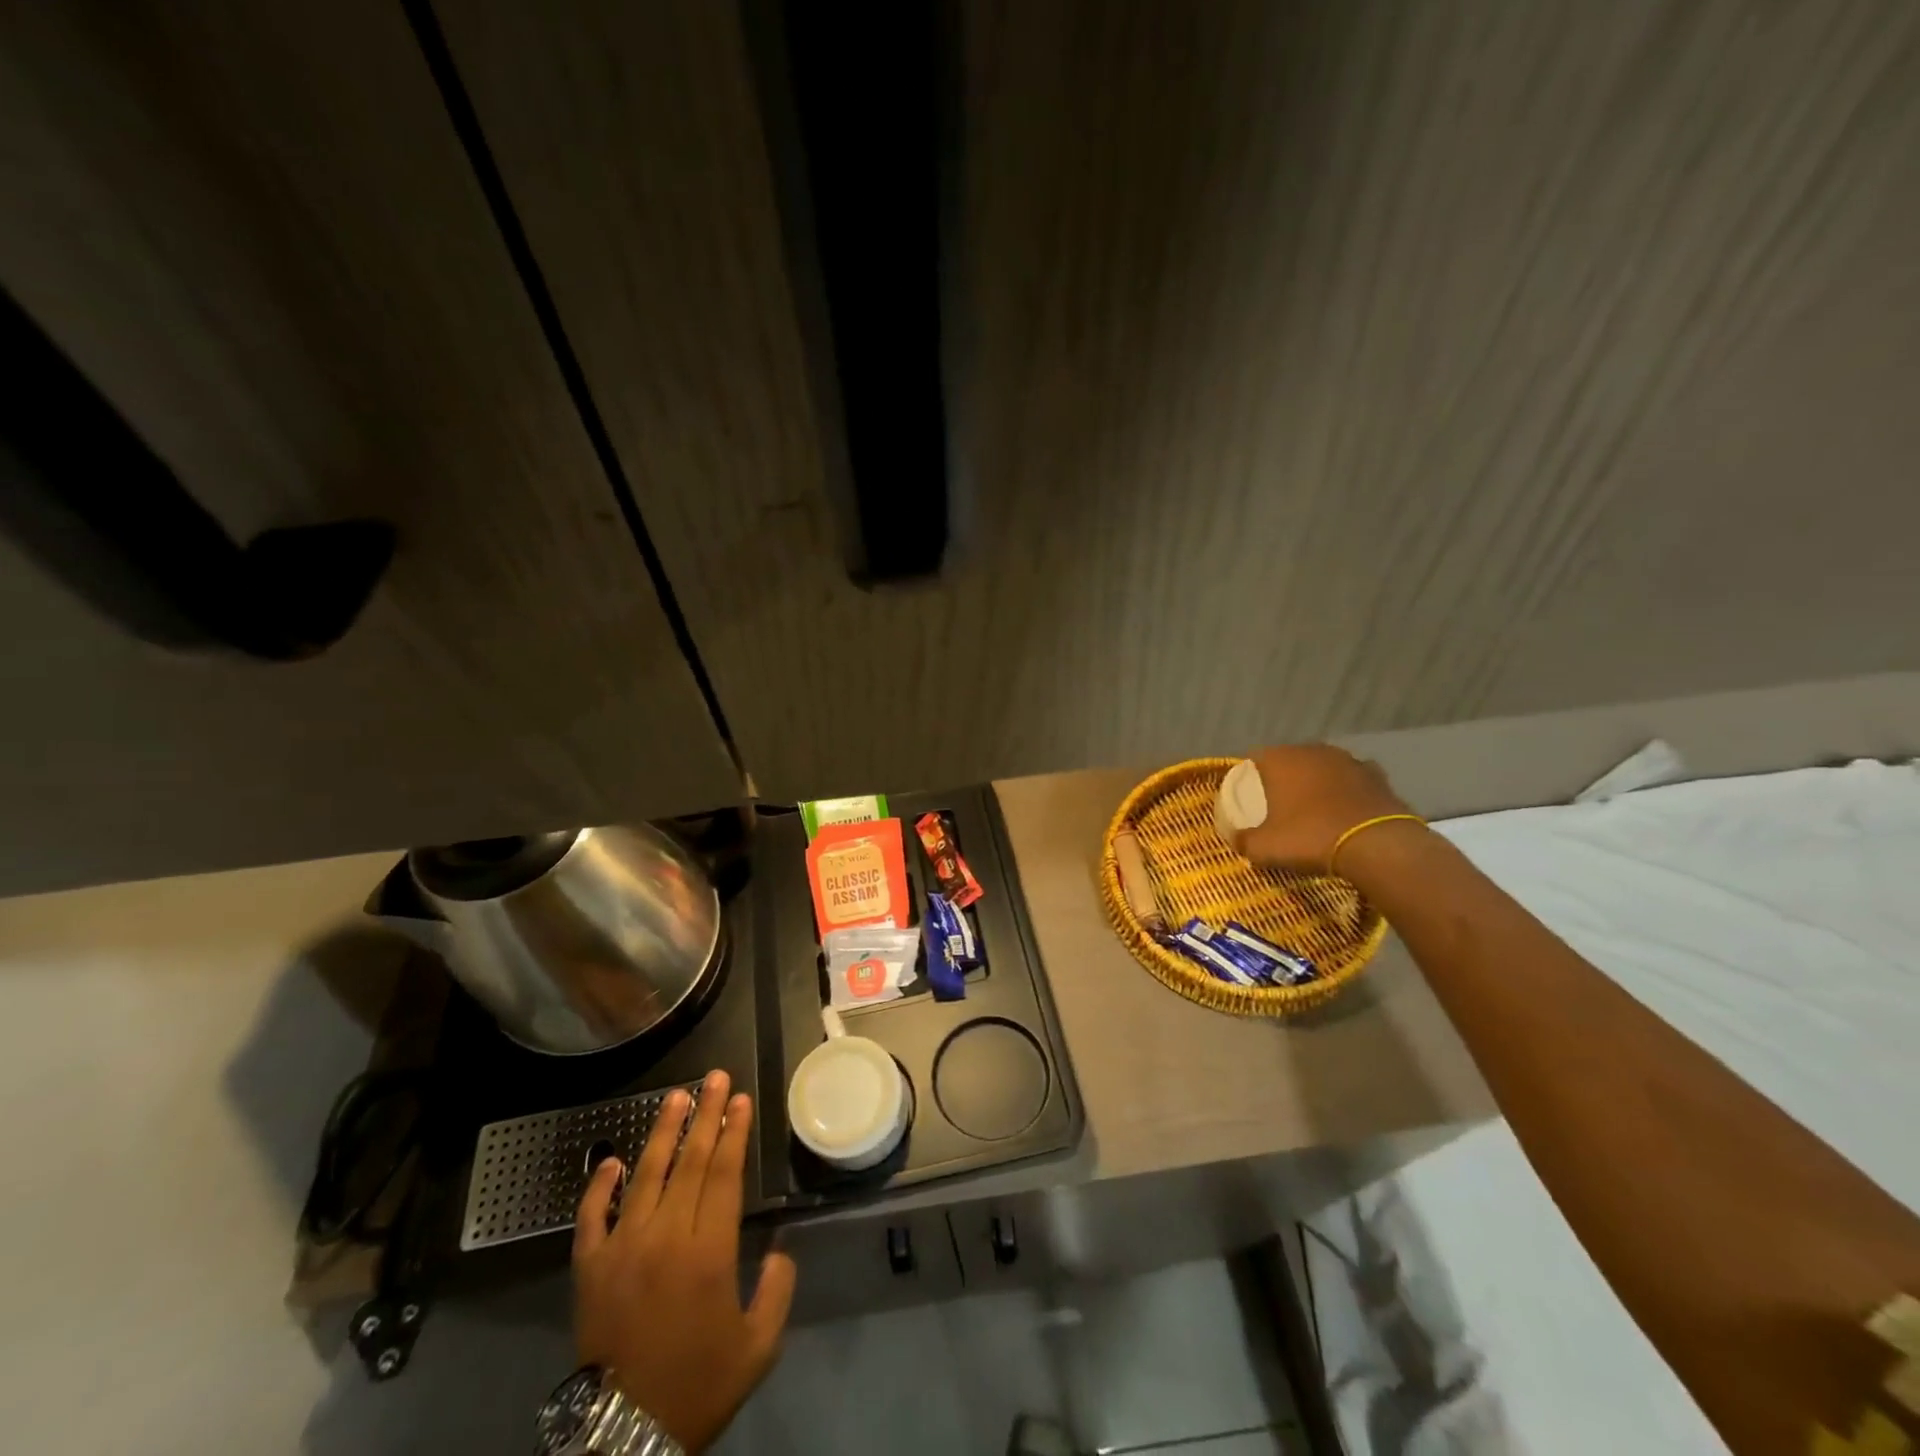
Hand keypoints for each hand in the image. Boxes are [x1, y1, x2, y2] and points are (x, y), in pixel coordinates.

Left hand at [572, 1069, 795, 1453]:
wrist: (625, 1438)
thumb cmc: (699, 1387)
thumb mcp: (758, 1347)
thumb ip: (777, 1290)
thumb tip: (779, 1249)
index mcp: (709, 1252)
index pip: (724, 1174)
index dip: (734, 1133)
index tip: (741, 1099)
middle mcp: (666, 1237)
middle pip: (690, 1162)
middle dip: (707, 1115)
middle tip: (716, 1077)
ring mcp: (622, 1249)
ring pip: (644, 1175)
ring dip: (663, 1132)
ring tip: (677, 1096)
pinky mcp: (589, 1269)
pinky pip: (591, 1217)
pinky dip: (599, 1185)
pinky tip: (611, 1159)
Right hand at [1232, 744, 1415, 873]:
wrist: (1378, 846)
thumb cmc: (1311, 838)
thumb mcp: (1264, 848)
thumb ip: (1243, 840)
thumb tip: (1235, 838)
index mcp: (1280, 760)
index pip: (1254, 758)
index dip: (1247, 777)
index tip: (1247, 798)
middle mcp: (1313, 751)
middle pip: (1290, 760)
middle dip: (1283, 779)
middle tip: (1278, 805)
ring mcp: (1348, 760)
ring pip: (1323, 768)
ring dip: (1317, 783)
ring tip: (1313, 809)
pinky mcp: (1378, 776)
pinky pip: (1353, 781)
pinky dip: (1347, 792)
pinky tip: (1346, 811)